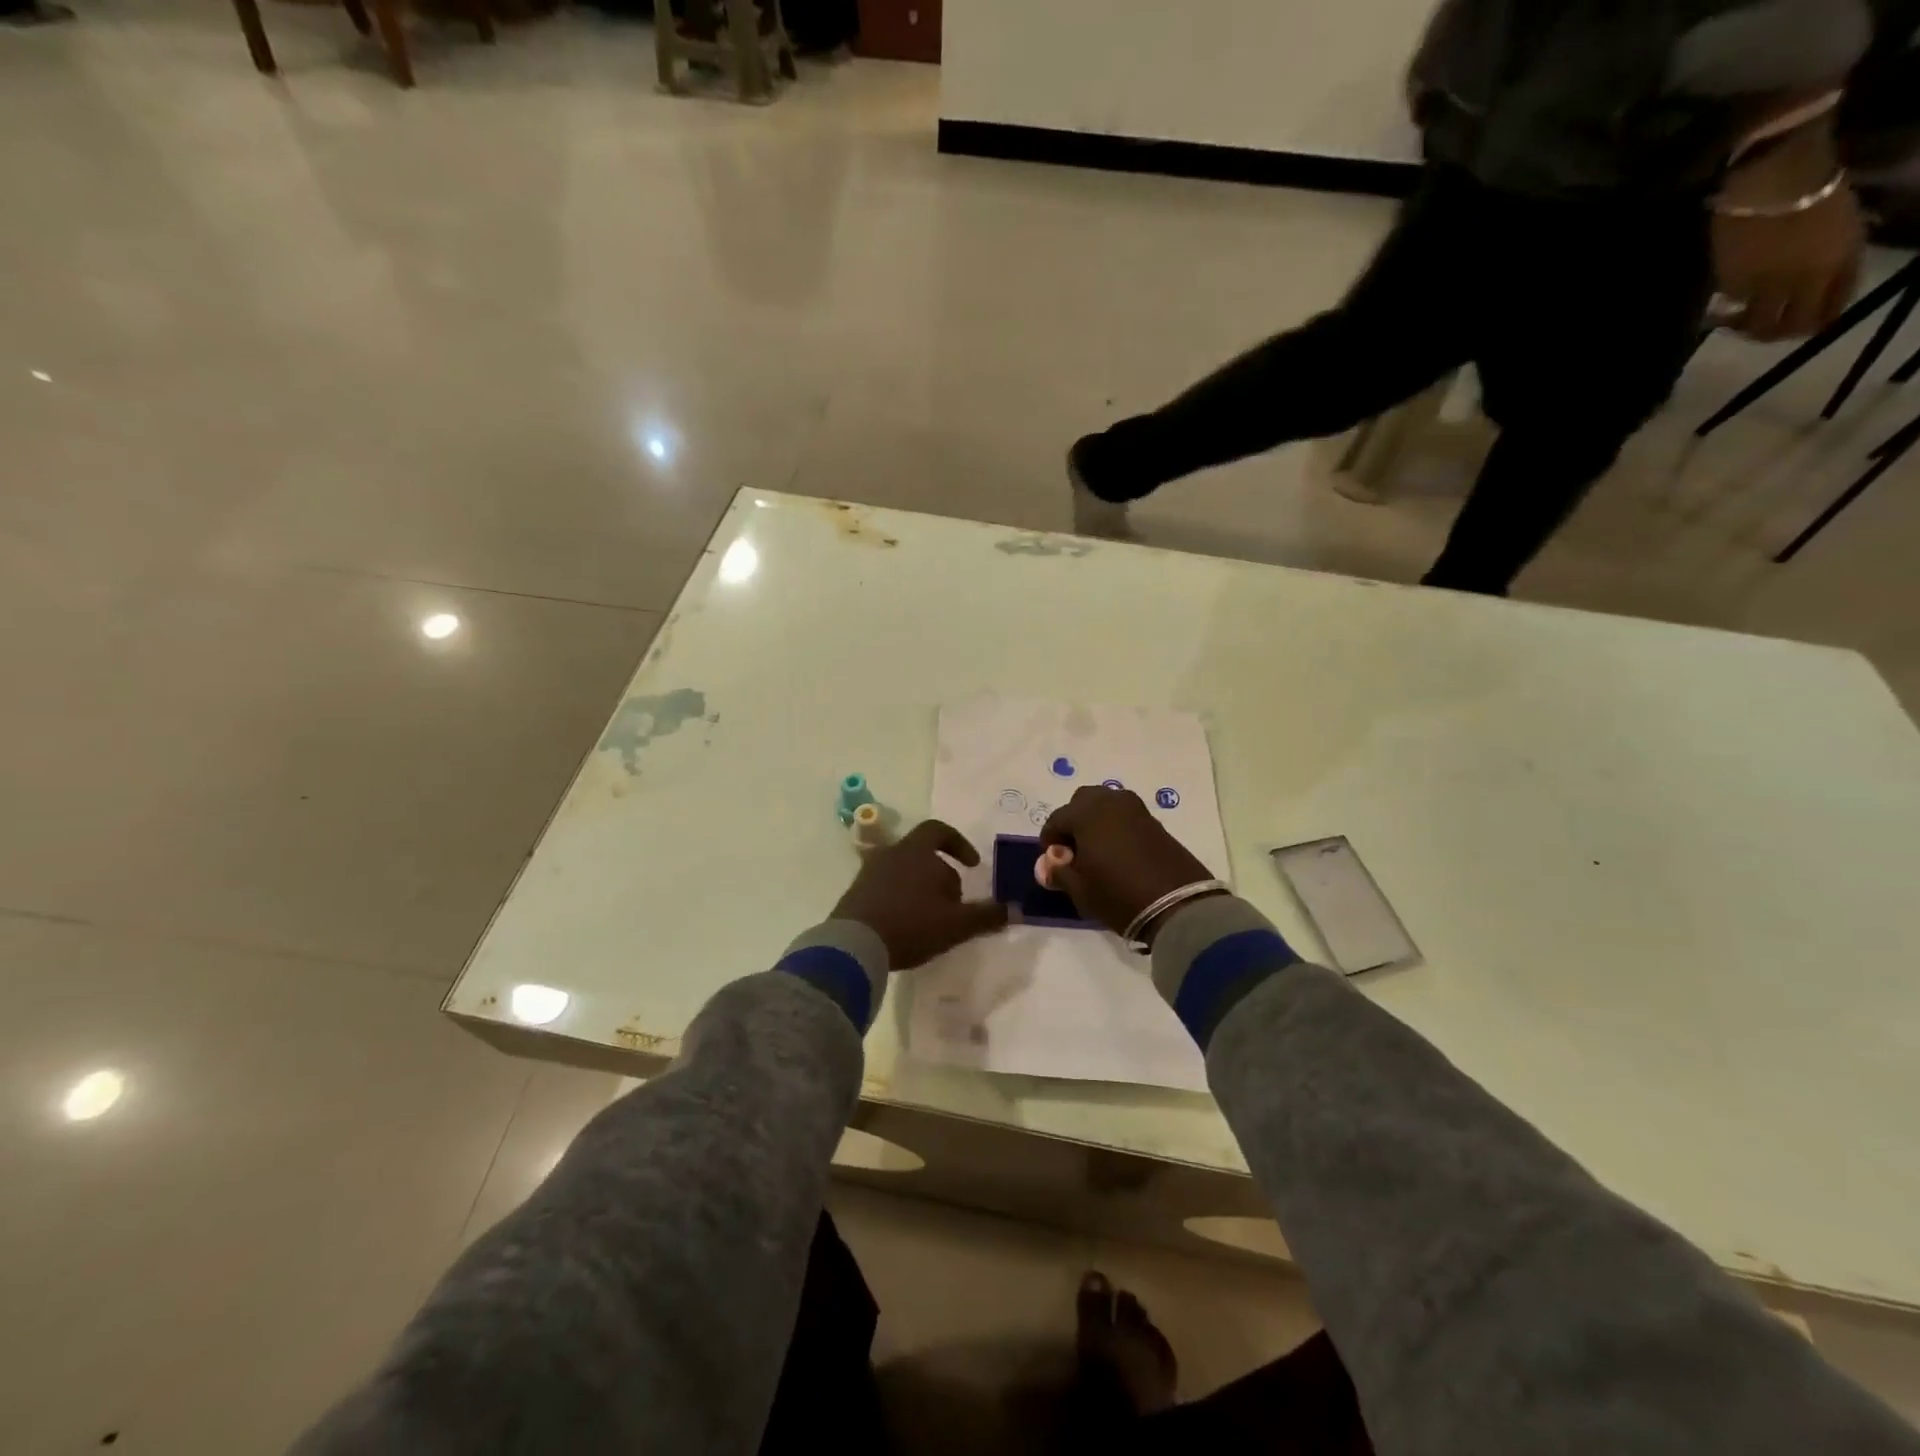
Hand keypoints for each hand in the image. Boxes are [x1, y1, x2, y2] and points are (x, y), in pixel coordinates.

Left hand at [831, 820, 1008, 968]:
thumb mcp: (955, 924)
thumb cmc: (910, 924)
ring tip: (931, 917)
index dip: (958, 844)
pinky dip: (900, 899)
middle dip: (942, 874)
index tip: (971, 865)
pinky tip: (906, 926)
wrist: (854, 944)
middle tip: (954, 903)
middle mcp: (891, 853)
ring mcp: (869, 872)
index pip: (939, 830)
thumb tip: (1015, 909)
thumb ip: (986, 916)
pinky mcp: (855, 892)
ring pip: (903, 871)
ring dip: (921, 889)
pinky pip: (885, 888)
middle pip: (922, 854)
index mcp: (916, 851)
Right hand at [1039, 785, 1219, 940]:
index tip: (1052, 864)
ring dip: (1095, 821)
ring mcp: (1135, 809)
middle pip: (1081, 801)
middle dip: (1072, 822)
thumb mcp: (1080, 889)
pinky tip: (1117, 853)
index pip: (1056, 820)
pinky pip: (1124, 815)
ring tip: (1096, 852)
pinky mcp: (1154, 821)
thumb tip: (1048, 864)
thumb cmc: (1118, 895)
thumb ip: (1058, 872)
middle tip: (1074, 852)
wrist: (1178, 905)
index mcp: (1086, 813)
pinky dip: (1115, 826)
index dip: (1049, 842)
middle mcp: (1110, 801)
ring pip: (1105, 804)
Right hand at [1713, 132, 1864, 341]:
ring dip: (1746, 326)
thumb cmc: (1817, 196)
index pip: (1828, 312)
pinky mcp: (1730, 283)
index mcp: (1835, 265)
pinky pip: (1732, 305)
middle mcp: (1801, 281)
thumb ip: (1839, 263)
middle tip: (1767, 328)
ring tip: (1738, 320)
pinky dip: (1729, 307)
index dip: (1817, 323)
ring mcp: (1763, 284)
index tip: (1806, 325)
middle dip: (1777, 333)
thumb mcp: (1846, 229)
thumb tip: (1822, 293)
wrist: (1775, 180)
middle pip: (1786, 327)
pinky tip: (1727, 300)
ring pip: (1754, 323)